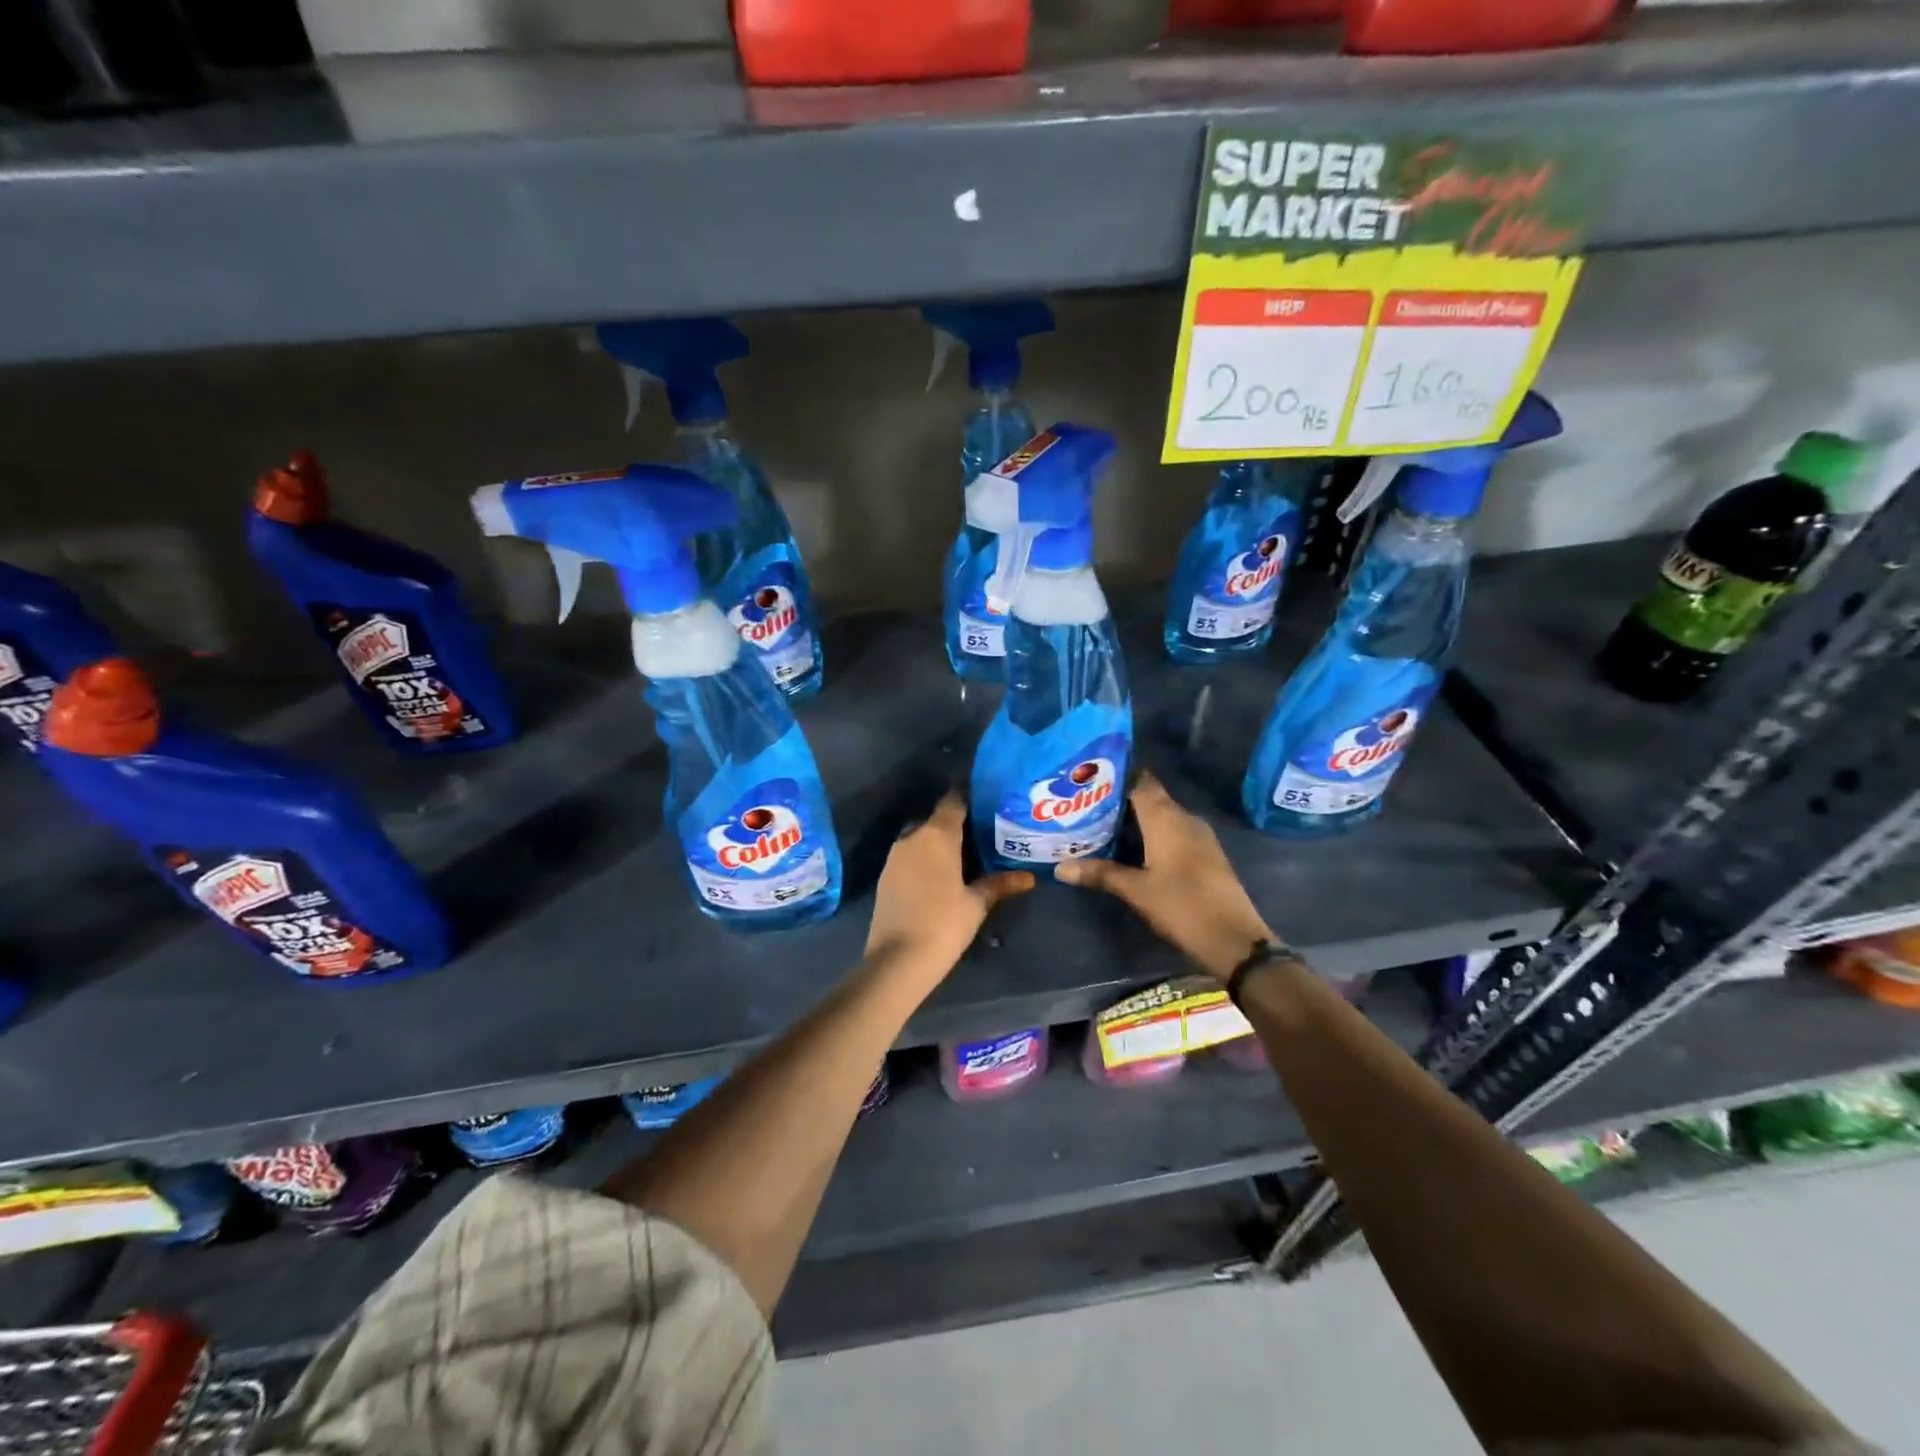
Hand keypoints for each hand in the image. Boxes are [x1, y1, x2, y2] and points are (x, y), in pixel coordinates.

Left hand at [865, 791, 1033, 981]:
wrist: (897, 959)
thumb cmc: (944, 924)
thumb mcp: (976, 904)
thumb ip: (999, 884)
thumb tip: (1029, 877)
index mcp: (937, 835)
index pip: (954, 802)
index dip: (970, 798)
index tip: (988, 800)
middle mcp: (913, 837)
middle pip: (937, 820)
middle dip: (956, 823)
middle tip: (982, 832)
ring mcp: (895, 857)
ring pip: (921, 838)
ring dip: (939, 843)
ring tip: (965, 854)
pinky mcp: (886, 876)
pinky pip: (910, 857)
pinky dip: (925, 859)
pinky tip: (940, 875)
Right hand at [1055, 772, 1275, 980]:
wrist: (1234, 939)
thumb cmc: (1181, 906)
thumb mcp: (1135, 890)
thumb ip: (1100, 873)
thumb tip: (1060, 868)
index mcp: (1166, 818)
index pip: (1140, 781)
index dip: (1116, 776)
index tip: (1088, 778)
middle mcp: (1184, 818)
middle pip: (1149, 797)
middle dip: (1119, 800)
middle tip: (1085, 805)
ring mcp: (1198, 835)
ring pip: (1161, 816)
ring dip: (1135, 819)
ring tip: (1100, 825)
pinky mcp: (1205, 853)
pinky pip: (1173, 832)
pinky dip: (1151, 834)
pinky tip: (1131, 848)